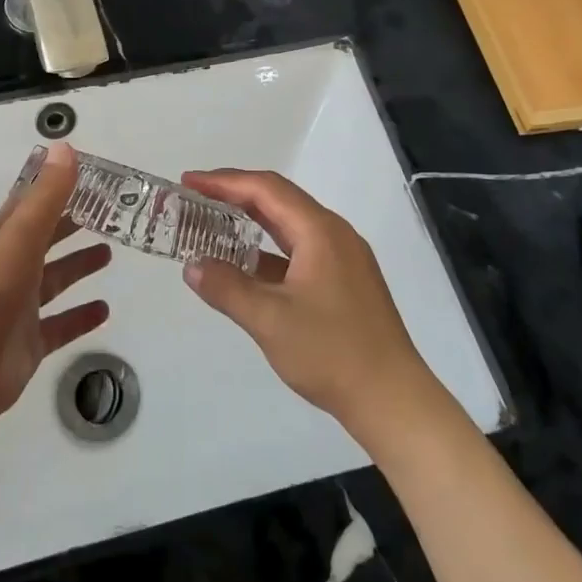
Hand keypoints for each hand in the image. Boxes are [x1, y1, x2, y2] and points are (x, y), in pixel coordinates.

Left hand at [0, 142, 111, 431]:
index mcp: (3, 239)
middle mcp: (10, 269)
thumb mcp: (18, 238)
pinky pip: (59, 325)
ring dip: (77, 266)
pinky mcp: (27, 345)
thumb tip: (66, 147)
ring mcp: (18, 308)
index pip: (32, 205)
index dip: (56, 188)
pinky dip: (80, 316)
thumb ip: (45, 197)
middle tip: (109, 214)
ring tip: (109, 254)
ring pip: (53, 280)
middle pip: (45, 240)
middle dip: (71, 226)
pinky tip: (104, 311)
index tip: (88, 175)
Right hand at [180, 169, 435, 434]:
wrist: (392, 399)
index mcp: (320, 231)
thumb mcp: (269, 320)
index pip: (265, 189)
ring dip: (251, 222)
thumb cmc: (331, 353)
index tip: (188, 182)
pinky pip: (299, 250)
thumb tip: (192, 266)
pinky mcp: (345, 281)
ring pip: (290, 226)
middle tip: (195, 197)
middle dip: (235, 195)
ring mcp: (343, 258)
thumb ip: (227, 288)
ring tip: (213, 225)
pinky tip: (245, 266)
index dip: (224, 182)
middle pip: (279, 200)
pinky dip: (268, 250)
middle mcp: (334, 234)